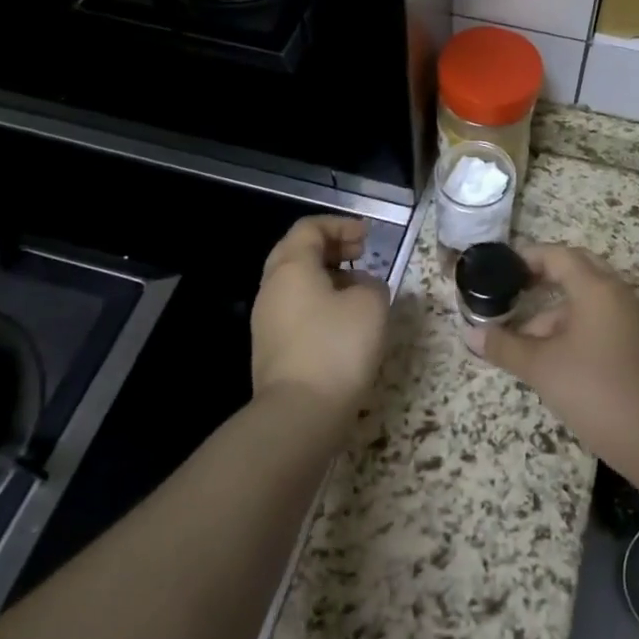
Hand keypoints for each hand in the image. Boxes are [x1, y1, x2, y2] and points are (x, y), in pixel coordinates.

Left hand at [251, 215, 389, 414]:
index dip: (340, 225)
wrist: (299, 413)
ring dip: (326, 276)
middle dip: (331, 247)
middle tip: (361, 254)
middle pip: (297, 252)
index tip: (367, 237)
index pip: (310, 228)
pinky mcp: (271, 347)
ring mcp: (266, 319)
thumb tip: (362, 287)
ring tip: (358, 288)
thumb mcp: (371, 305)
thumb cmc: (337, 347)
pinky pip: (295, 309)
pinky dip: (319, 301)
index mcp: (291, 267)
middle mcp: (272, 287)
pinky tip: (343, 320)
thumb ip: (372, 284)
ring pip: (295, 282)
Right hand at [476, 244, 638, 470]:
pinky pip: (597, 319)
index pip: (558, 255)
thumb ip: (504, 346)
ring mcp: (628, 319)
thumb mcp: (540, 367)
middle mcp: (616, 294)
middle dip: (542, 277)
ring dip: (552, 311)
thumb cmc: (594, 390)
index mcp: (596, 288)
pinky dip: (570, 327)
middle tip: (511, 289)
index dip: (527, 257)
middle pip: (576, 270)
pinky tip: (547, 355)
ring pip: (585, 299)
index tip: (500, 268)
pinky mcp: (633, 343)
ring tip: (518, 338)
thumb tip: (470, 334)